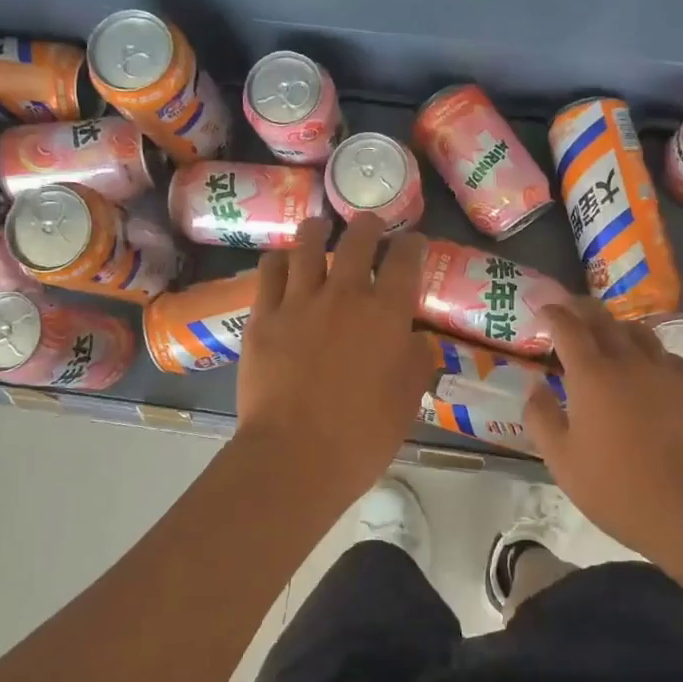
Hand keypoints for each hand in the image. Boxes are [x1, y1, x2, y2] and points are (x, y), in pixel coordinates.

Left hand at [234, 213, 441, 513]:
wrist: (294, 456)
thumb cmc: (362, 436)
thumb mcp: (407, 401)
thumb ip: (417, 363)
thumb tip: (419, 340)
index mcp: (387, 314)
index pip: (405, 260)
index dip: (412, 245)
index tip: (413, 243)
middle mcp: (345, 295)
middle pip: (358, 239)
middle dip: (368, 225)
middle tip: (370, 225)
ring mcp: (300, 302)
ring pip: (308, 245)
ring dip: (318, 231)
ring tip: (320, 228)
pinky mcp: (263, 317)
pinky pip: (269, 272)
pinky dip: (279, 261)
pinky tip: (281, 263)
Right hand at [525, 298, 682, 559]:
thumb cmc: (617, 488)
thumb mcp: (562, 461)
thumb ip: (541, 418)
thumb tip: (536, 387)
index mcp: (591, 375)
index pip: (567, 327)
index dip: (553, 313)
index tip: (544, 309)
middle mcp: (630, 361)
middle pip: (604, 319)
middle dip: (583, 309)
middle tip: (571, 310)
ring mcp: (669, 371)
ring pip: (640, 333)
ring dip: (619, 328)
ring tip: (611, 337)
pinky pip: (669, 358)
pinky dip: (652, 356)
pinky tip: (652, 374)